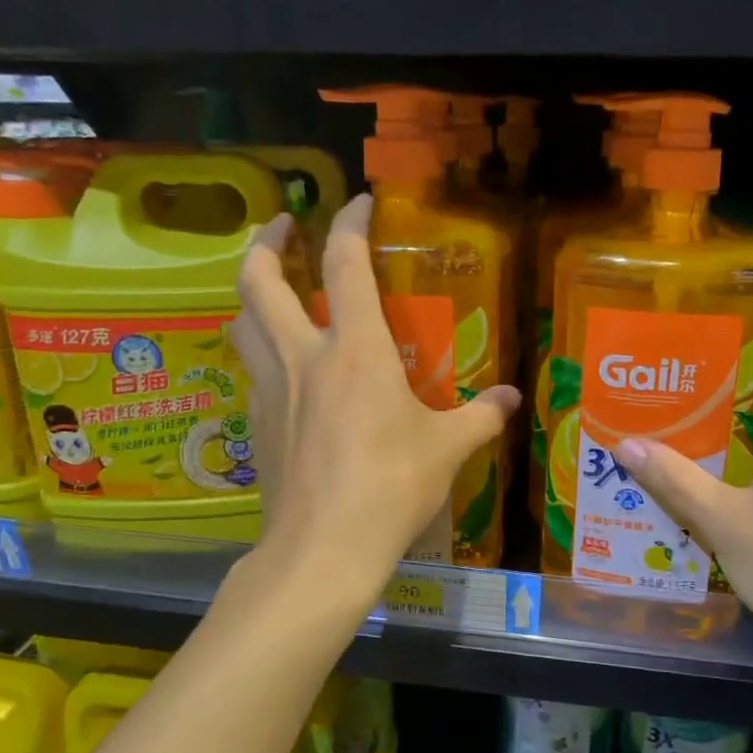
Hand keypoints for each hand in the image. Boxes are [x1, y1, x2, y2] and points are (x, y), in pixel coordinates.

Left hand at [231, 196, 521, 591]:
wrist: (322, 550)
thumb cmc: (390, 489)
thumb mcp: (447, 450)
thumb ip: (480, 417)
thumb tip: (510, 400)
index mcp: (354, 351)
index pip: (344, 263)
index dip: (350, 223)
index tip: (358, 202)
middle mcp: (303, 358)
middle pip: (258, 281)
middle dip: (267, 241)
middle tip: (283, 226)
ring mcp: (271, 391)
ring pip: (242, 323)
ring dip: (252, 293)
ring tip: (272, 289)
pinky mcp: (257, 426)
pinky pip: (252, 371)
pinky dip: (262, 353)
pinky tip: (285, 371)